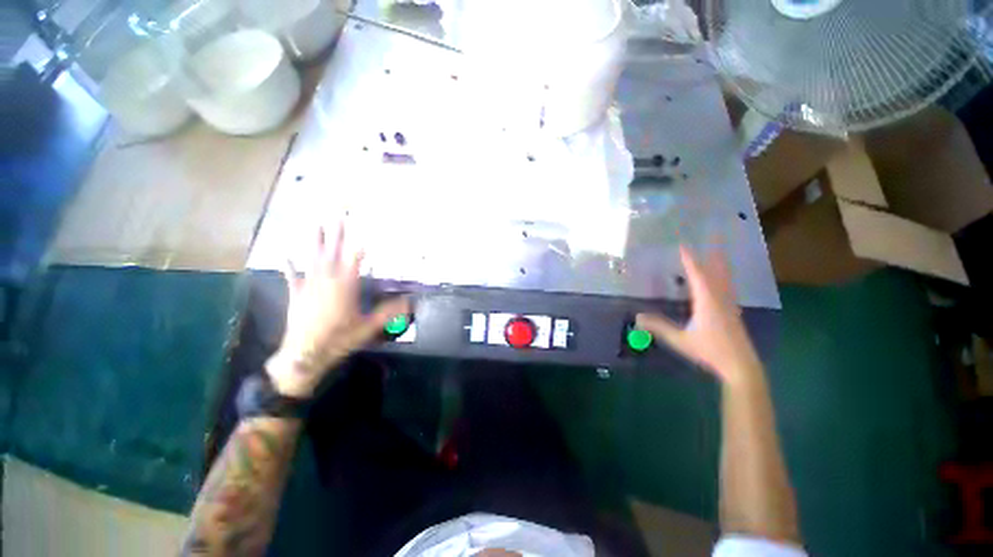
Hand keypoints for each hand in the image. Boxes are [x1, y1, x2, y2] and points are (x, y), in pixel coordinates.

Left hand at [266, 224, 408, 397]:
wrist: (305, 354)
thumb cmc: (339, 339)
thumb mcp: (369, 326)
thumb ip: (389, 312)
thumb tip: (411, 302)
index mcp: (346, 286)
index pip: (355, 260)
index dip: (360, 245)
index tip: (363, 230)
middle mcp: (327, 280)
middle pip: (333, 252)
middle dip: (337, 233)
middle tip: (338, 215)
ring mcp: (309, 285)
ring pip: (313, 258)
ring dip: (315, 241)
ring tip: (315, 224)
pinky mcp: (296, 294)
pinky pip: (292, 276)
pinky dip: (289, 265)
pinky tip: (285, 255)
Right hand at [636, 246, 760, 382]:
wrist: (740, 366)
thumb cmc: (710, 351)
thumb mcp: (680, 340)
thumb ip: (659, 327)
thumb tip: (638, 317)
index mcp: (707, 301)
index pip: (697, 275)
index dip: (689, 260)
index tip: (683, 246)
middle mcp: (720, 298)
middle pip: (716, 272)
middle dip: (713, 255)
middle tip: (714, 238)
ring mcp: (729, 305)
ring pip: (725, 279)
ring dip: (720, 264)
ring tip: (719, 252)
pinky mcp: (733, 312)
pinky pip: (727, 287)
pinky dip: (723, 277)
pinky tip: (722, 281)